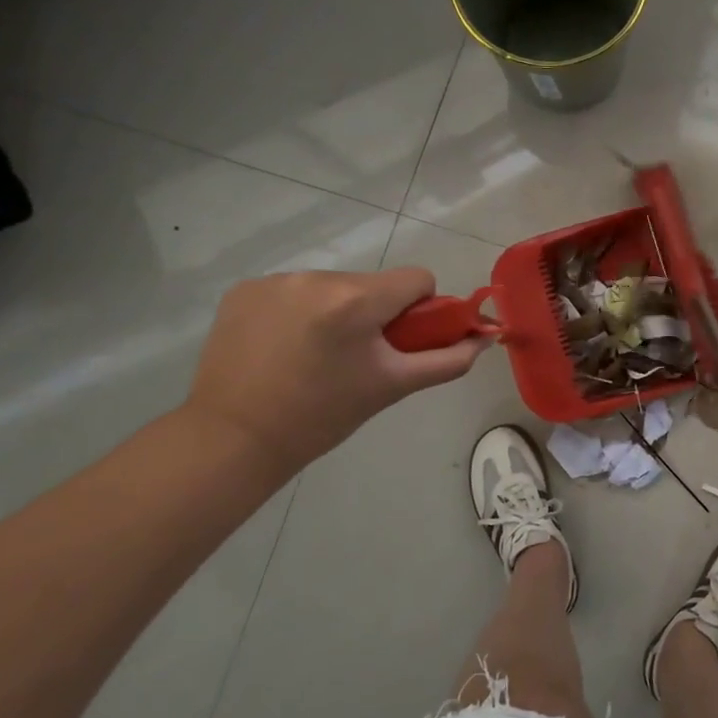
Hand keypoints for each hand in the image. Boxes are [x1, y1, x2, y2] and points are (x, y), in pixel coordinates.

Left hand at [185, 268, 488, 474]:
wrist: (233, 439)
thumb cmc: (322, 416)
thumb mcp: (393, 387)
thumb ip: (447, 360)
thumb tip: (484, 339)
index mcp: (356, 300)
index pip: (417, 279)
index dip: (419, 310)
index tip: (399, 342)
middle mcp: (316, 278)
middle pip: (374, 284)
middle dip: (376, 313)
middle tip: (357, 358)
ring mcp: (276, 280)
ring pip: (335, 287)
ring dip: (337, 311)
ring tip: (315, 355)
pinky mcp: (245, 289)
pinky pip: (295, 290)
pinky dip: (300, 311)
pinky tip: (283, 346)